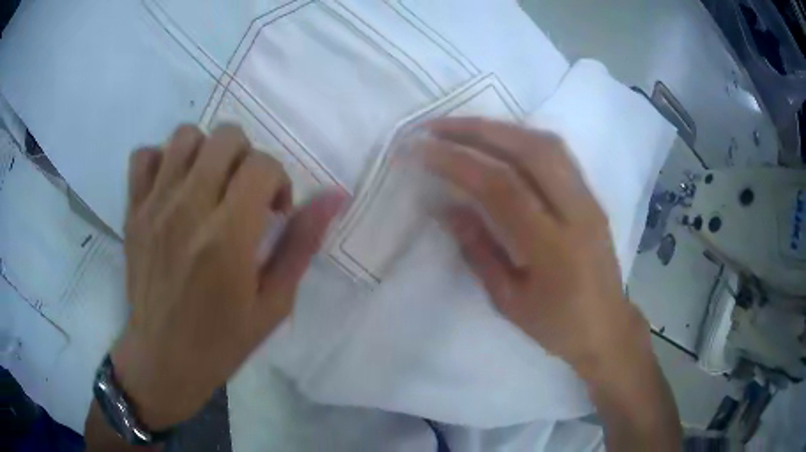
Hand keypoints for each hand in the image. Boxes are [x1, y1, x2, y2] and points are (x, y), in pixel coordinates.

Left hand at [112, 124, 345, 429]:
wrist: (163, 359)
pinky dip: (161, 160)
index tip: (273, 212)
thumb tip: (336, 195)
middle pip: (226, 137)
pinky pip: (144, 156)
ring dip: (206, 152)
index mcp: (227, 236)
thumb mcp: (274, 302)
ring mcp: (154, 207)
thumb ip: (302, 243)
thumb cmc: (222, 340)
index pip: (262, 165)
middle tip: (243, 193)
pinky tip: (172, 186)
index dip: (278, 180)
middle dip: (246, 157)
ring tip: (209, 185)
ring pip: (185, 136)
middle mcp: (188, 209)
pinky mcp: (133, 212)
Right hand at [419, 118, 646, 376]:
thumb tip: (444, 207)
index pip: (501, 187)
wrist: (607, 327)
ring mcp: (589, 200)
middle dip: (477, 130)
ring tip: (462, 128)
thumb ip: (478, 250)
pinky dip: (522, 139)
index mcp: (553, 248)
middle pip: (528, 150)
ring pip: (546, 144)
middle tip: (436, 127)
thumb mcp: (509, 301)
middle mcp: (577, 212)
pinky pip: (557, 154)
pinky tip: (499, 141)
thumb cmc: (557, 325)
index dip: (457, 162)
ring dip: (501, 129)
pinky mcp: (592, 196)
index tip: (420, 150)